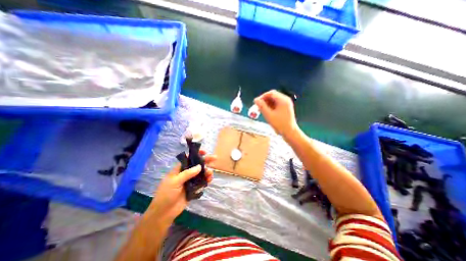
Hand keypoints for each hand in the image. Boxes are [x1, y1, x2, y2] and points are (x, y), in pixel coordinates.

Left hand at [145, 150, 215, 224]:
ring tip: (210, 174)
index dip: (196, 154)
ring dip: (207, 172)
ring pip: (201, 173)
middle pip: (197, 165)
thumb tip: (199, 166)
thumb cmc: (166, 194)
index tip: (205, 152)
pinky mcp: (194, 188)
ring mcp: (190, 181)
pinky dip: (206, 180)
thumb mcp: (175, 182)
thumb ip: (187, 173)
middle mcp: (186, 173)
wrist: (164, 213)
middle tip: (215, 158)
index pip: (189, 158)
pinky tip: (209, 180)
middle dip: (206, 161)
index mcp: (179, 169)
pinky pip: (202, 182)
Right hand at [254, 90, 297, 137]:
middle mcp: (285, 100)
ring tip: (261, 110)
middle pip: (273, 96)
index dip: (262, 96)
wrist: (290, 132)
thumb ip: (261, 106)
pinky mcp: (286, 108)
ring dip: (267, 104)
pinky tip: (266, 112)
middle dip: (264, 100)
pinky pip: (276, 104)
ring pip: (274, 100)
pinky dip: (271, 107)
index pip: (271, 93)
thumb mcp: (269, 115)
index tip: (256, 102)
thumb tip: (255, 100)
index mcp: (283, 100)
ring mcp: (286, 104)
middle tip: (258, 106)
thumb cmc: (279, 124)